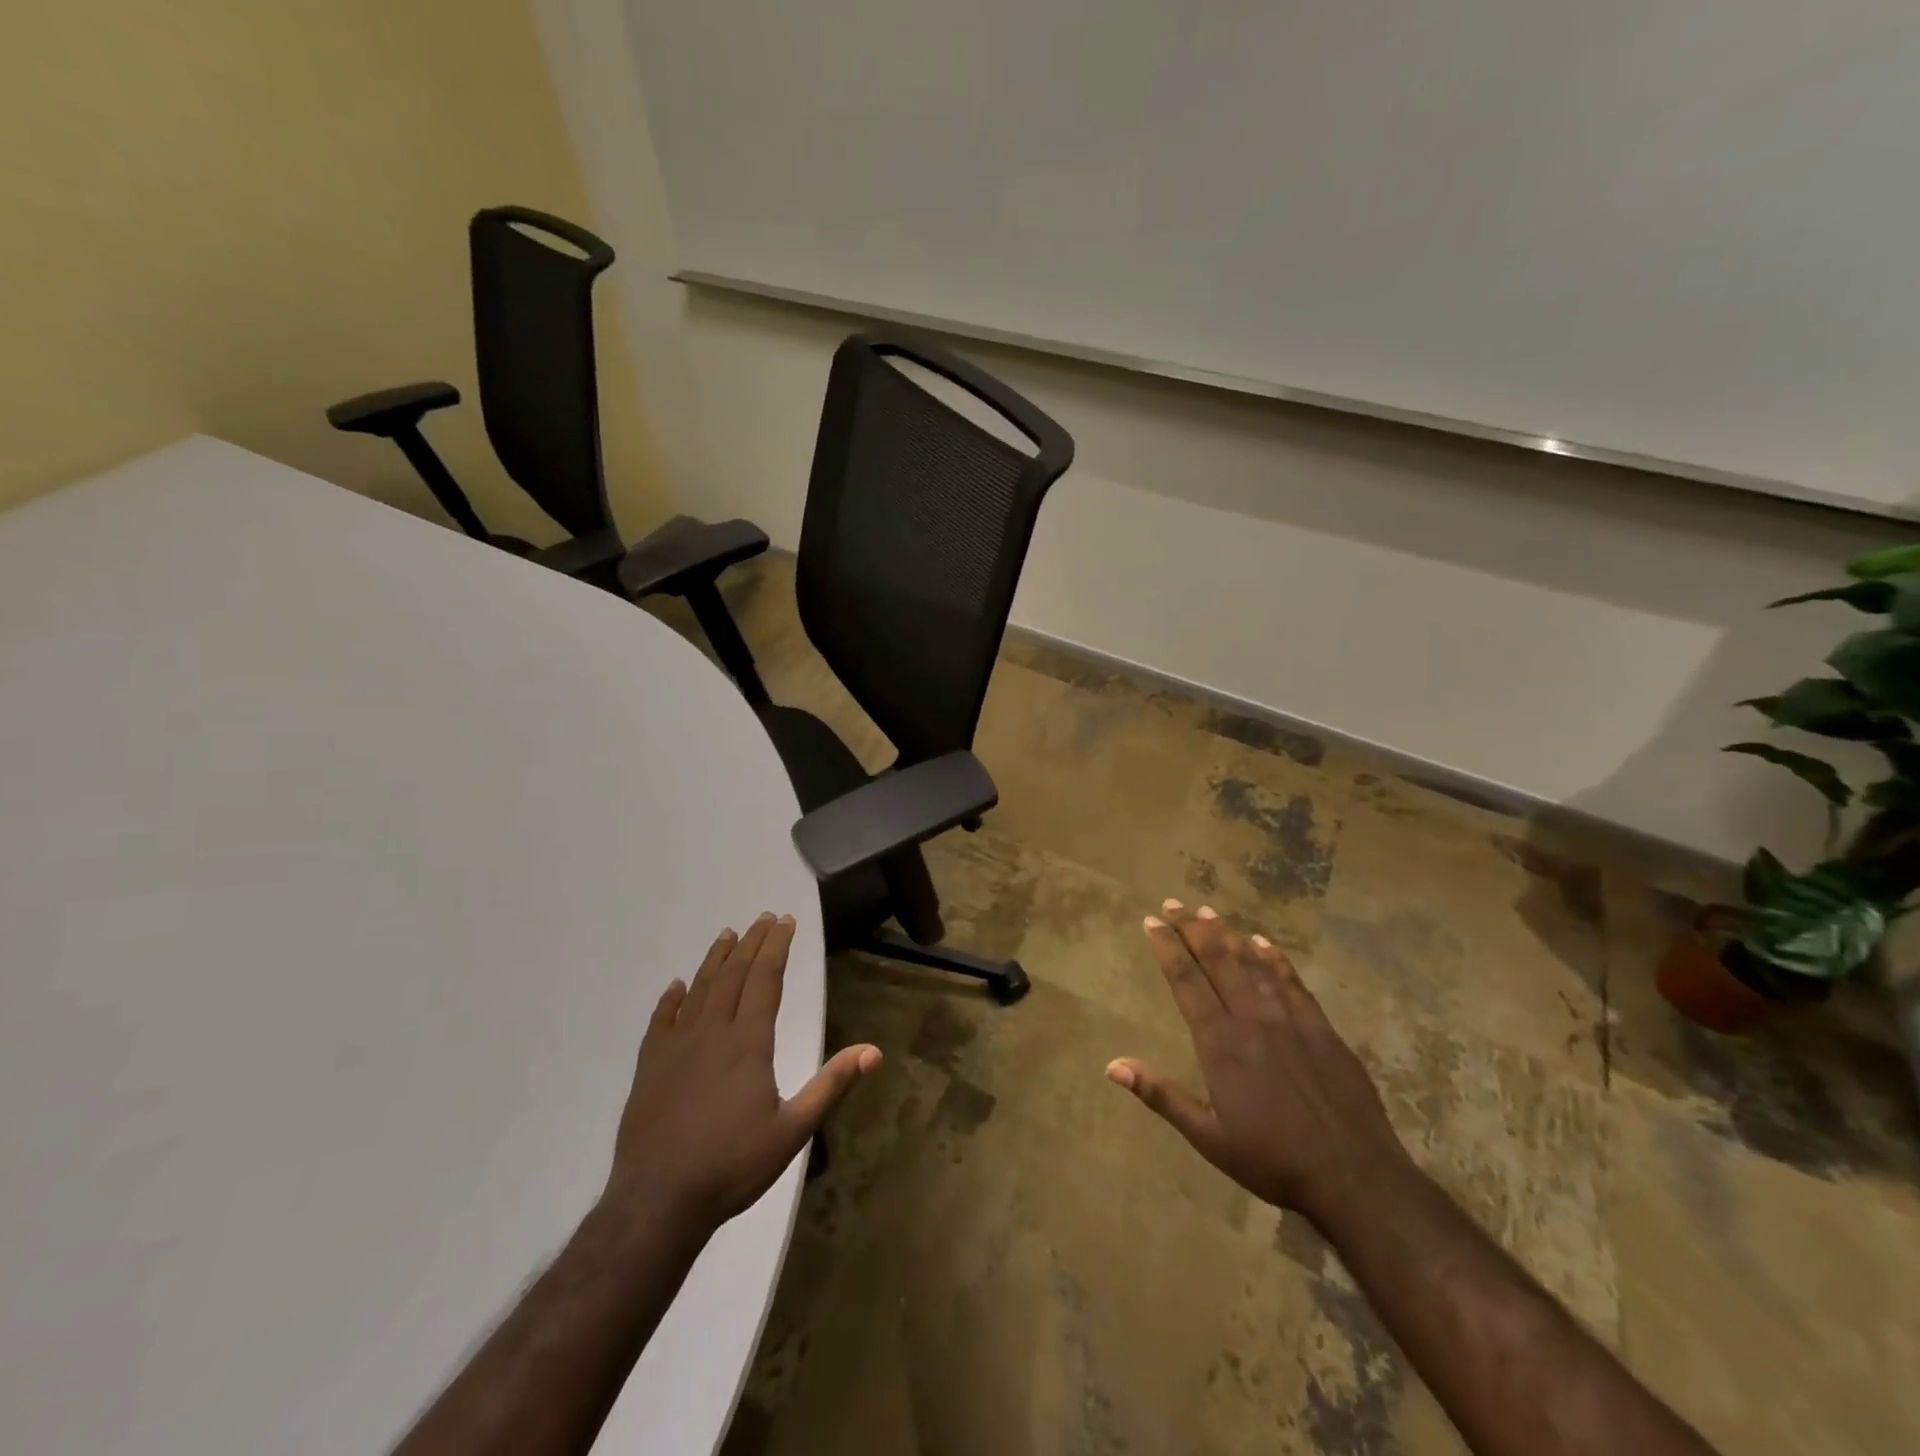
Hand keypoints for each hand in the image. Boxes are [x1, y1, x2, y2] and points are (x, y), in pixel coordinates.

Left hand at [603, 913, 879, 1234]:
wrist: (658, 1202)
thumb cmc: (732, 1165)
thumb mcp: (793, 1130)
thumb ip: (832, 1085)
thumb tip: (874, 1051)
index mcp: (748, 1042)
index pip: (765, 980)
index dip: (777, 947)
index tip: (786, 921)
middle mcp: (712, 1032)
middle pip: (734, 975)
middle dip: (752, 943)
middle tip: (764, 918)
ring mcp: (676, 1047)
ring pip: (698, 989)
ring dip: (715, 959)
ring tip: (727, 935)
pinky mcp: (649, 1067)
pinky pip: (661, 1021)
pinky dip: (670, 999)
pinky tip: (676, 987)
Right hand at [1108, 900, 1412, 1228]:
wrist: (1355, 1175)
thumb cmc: (1273, 1160)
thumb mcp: (1209, 1137)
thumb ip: (1161, 1095)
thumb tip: (1112, 1065)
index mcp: (1221, 1043)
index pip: (1186, 982)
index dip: (1167, 948)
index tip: (1152, 921)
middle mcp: (1252, 1019)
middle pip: (1217, 961)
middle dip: (1192, 929)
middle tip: (1174, 902)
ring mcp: (1290, 1019)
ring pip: (1253, 964)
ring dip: (1228, 935)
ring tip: (1208, 912)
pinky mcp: (1322, 1028)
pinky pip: (1292, 981)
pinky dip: (1274, 958)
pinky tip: (1263, 942)